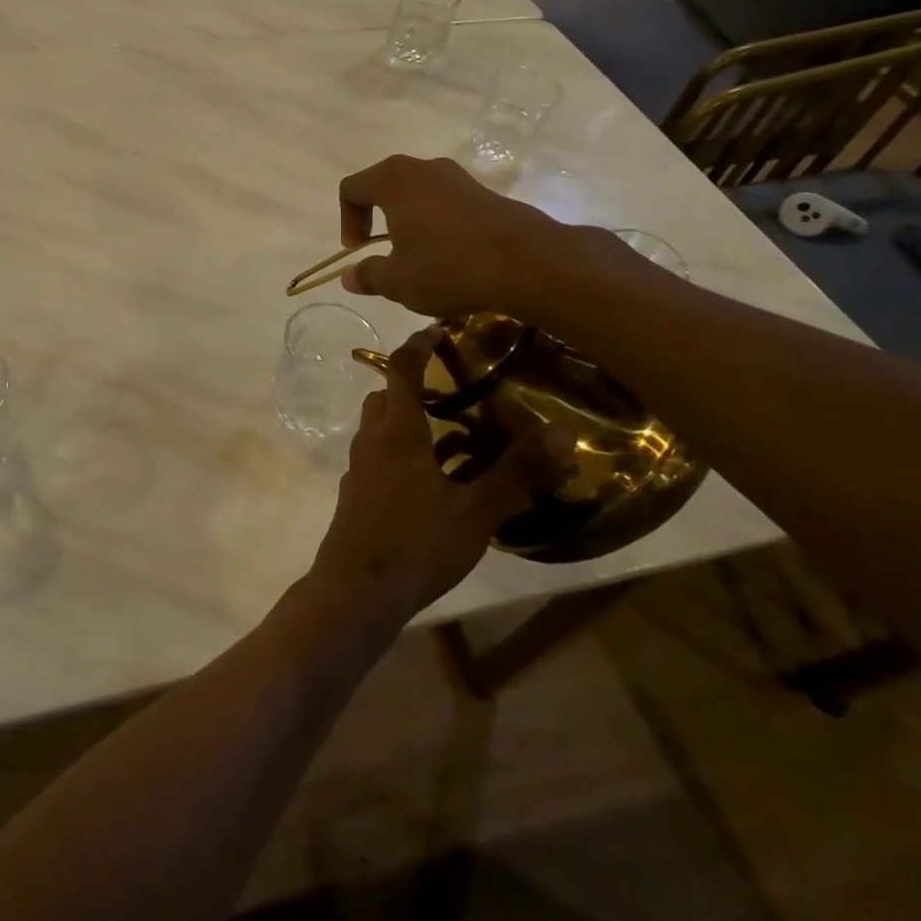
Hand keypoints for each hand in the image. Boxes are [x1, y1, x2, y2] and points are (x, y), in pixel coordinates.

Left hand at [306, 329, 573, 631]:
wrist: (357, 590)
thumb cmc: (416, 542)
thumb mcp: (475, 511)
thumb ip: (517, 473)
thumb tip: (563, 433)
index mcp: (396, 430)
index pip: (401, 369)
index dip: (418, 344)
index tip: (440, 330)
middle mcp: (372, 440)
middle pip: (387, 396)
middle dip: (416, 386)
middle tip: (456, 389)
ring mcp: (361, 468)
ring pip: (384, 429)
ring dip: (413, 423)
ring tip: (458, 436)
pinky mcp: (359, 494)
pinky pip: (383, 458)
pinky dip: (407, 454)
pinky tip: (439, 482)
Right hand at [336, 155, 573, 319]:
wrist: (529, 264)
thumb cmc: (448, 267)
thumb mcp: (398, 281)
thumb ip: (368, 275)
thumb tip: (349, 276)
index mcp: (394, 180)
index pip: (352, 188)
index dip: (347, 220)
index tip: (358, 250)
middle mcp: (425, 168)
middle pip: (386, 186)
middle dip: (378, 219)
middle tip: (383, 252)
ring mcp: (460, 178)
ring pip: (420, 195)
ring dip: (410, 223)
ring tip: (419, 259)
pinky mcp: (487, 193)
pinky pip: (448, 204)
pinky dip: (439, 225)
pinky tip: (452, 258)